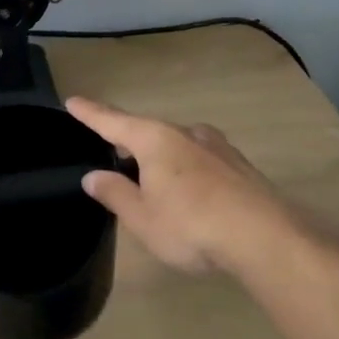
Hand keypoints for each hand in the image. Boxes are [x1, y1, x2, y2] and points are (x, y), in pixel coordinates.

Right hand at [66, 97, 300, 274]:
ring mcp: (218, 147)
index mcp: (155, 140)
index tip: (73, 100)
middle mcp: (186, 133)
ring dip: (160, 160)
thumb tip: (94, 176)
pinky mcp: (240, 166)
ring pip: (177, 146)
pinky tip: (190, 197)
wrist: (266, 238)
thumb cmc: (191, 225)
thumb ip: (115, 193)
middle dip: (130, 145)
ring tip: (153, 185)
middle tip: (114, 161)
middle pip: (148, 133)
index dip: (90, 113)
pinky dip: (186, 172)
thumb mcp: (142, 217)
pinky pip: (200, 161)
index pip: (113, 122)